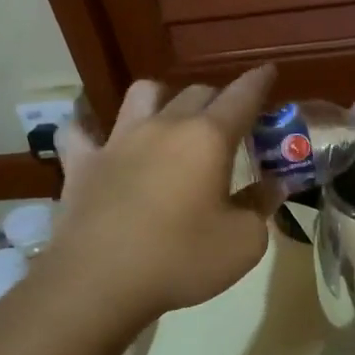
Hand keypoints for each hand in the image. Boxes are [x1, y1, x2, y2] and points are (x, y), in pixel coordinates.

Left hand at [50, 66, 282, 320]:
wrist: (99, 283)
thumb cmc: (182, 259)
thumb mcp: (243, 242)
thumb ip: (261, 206)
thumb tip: (274, 185)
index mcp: (208, 139)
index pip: (242, 96)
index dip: (259, 82)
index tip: (269, 72)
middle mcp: (164, 127)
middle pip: (196, 92)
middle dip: (218, 99)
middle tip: (229, 122)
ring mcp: (118, 141)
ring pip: (142, 94)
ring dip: (162, 98)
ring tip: (168, 119)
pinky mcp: (82, 164)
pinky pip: (80, 132)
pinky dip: (91, 131)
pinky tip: (98, 141)